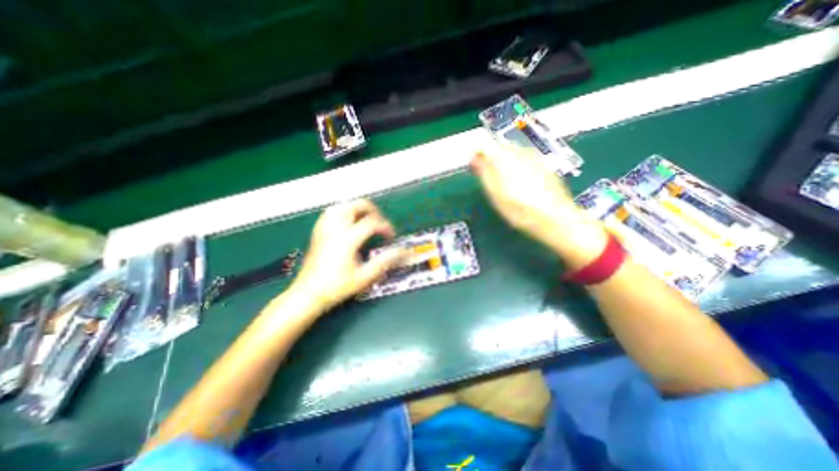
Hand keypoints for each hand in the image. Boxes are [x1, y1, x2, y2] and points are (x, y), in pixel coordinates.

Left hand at [288, 199, 406, 312]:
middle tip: (379, 223)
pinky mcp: (318, 232)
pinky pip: (331, 213)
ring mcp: (325, 229)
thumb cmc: (336, 287)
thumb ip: (384, 262)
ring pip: (342, 206)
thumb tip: (402, 252)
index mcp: (348, 239)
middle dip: (372, 210)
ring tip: (366, 220)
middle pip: (356, 205)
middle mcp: (336, 229)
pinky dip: (343, 212)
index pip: (372, 222)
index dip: (385, 226)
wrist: (307, 294)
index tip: (391, 236)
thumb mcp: (364, 276)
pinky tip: (347, 223)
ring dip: (357, 209)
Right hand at [472, 148, 610, 268]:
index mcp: (504, 158)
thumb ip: (483, 172)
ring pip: (514, 152)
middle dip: (491, 157)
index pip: (485, 146)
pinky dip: (518, 165)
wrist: (554, 218)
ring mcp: (535, 157)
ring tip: (503, 179)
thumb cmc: (518, 208)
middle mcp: (520, 152)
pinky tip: (520, 182)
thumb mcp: (494, 193)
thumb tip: (474, 157)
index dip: (476, 154)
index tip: (472, 165)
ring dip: (505, 161)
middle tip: (487, 174)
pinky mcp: (545, 166)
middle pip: (500, 147)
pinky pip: (525, 159)